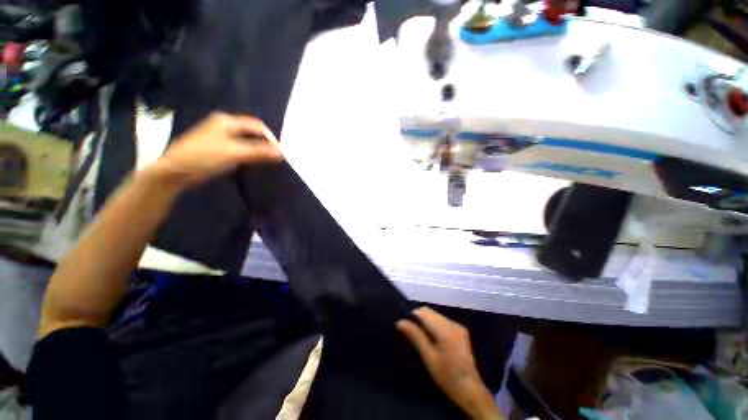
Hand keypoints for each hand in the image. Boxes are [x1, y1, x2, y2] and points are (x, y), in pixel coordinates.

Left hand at [149, 112, 282, 188]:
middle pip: (251, 132)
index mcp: (227, 121)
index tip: (279, 153)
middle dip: (264, 144)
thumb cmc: (205, 158)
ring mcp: (218, 135)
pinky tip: (250, 162)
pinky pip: (238, 147)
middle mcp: (223, 124)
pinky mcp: (215, 146)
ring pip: (245, 140)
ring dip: (257, 149)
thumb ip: (259, 152)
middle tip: (274, 158)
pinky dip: (247, 153)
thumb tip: (282, 153)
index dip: (270, 138)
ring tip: (265, 161)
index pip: (257, 125)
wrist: (174, 171)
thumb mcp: (235, 154)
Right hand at [397, 307, 500, 419]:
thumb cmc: (447, 377)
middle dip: (418, 318)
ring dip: (425, 321)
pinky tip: (431, 338)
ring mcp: (458, 326)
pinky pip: (441, 320)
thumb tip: (400, 322)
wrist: (471, 391)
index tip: (404, 325)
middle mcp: (453, 324)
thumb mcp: (429, 358)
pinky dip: (433, 324)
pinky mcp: (460, 330)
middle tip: (410, 332)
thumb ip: (416, 336)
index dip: (412, 315)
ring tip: (419, 336)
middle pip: (430, 312)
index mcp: (446, 330)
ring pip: (435, 315)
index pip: (424, 312)